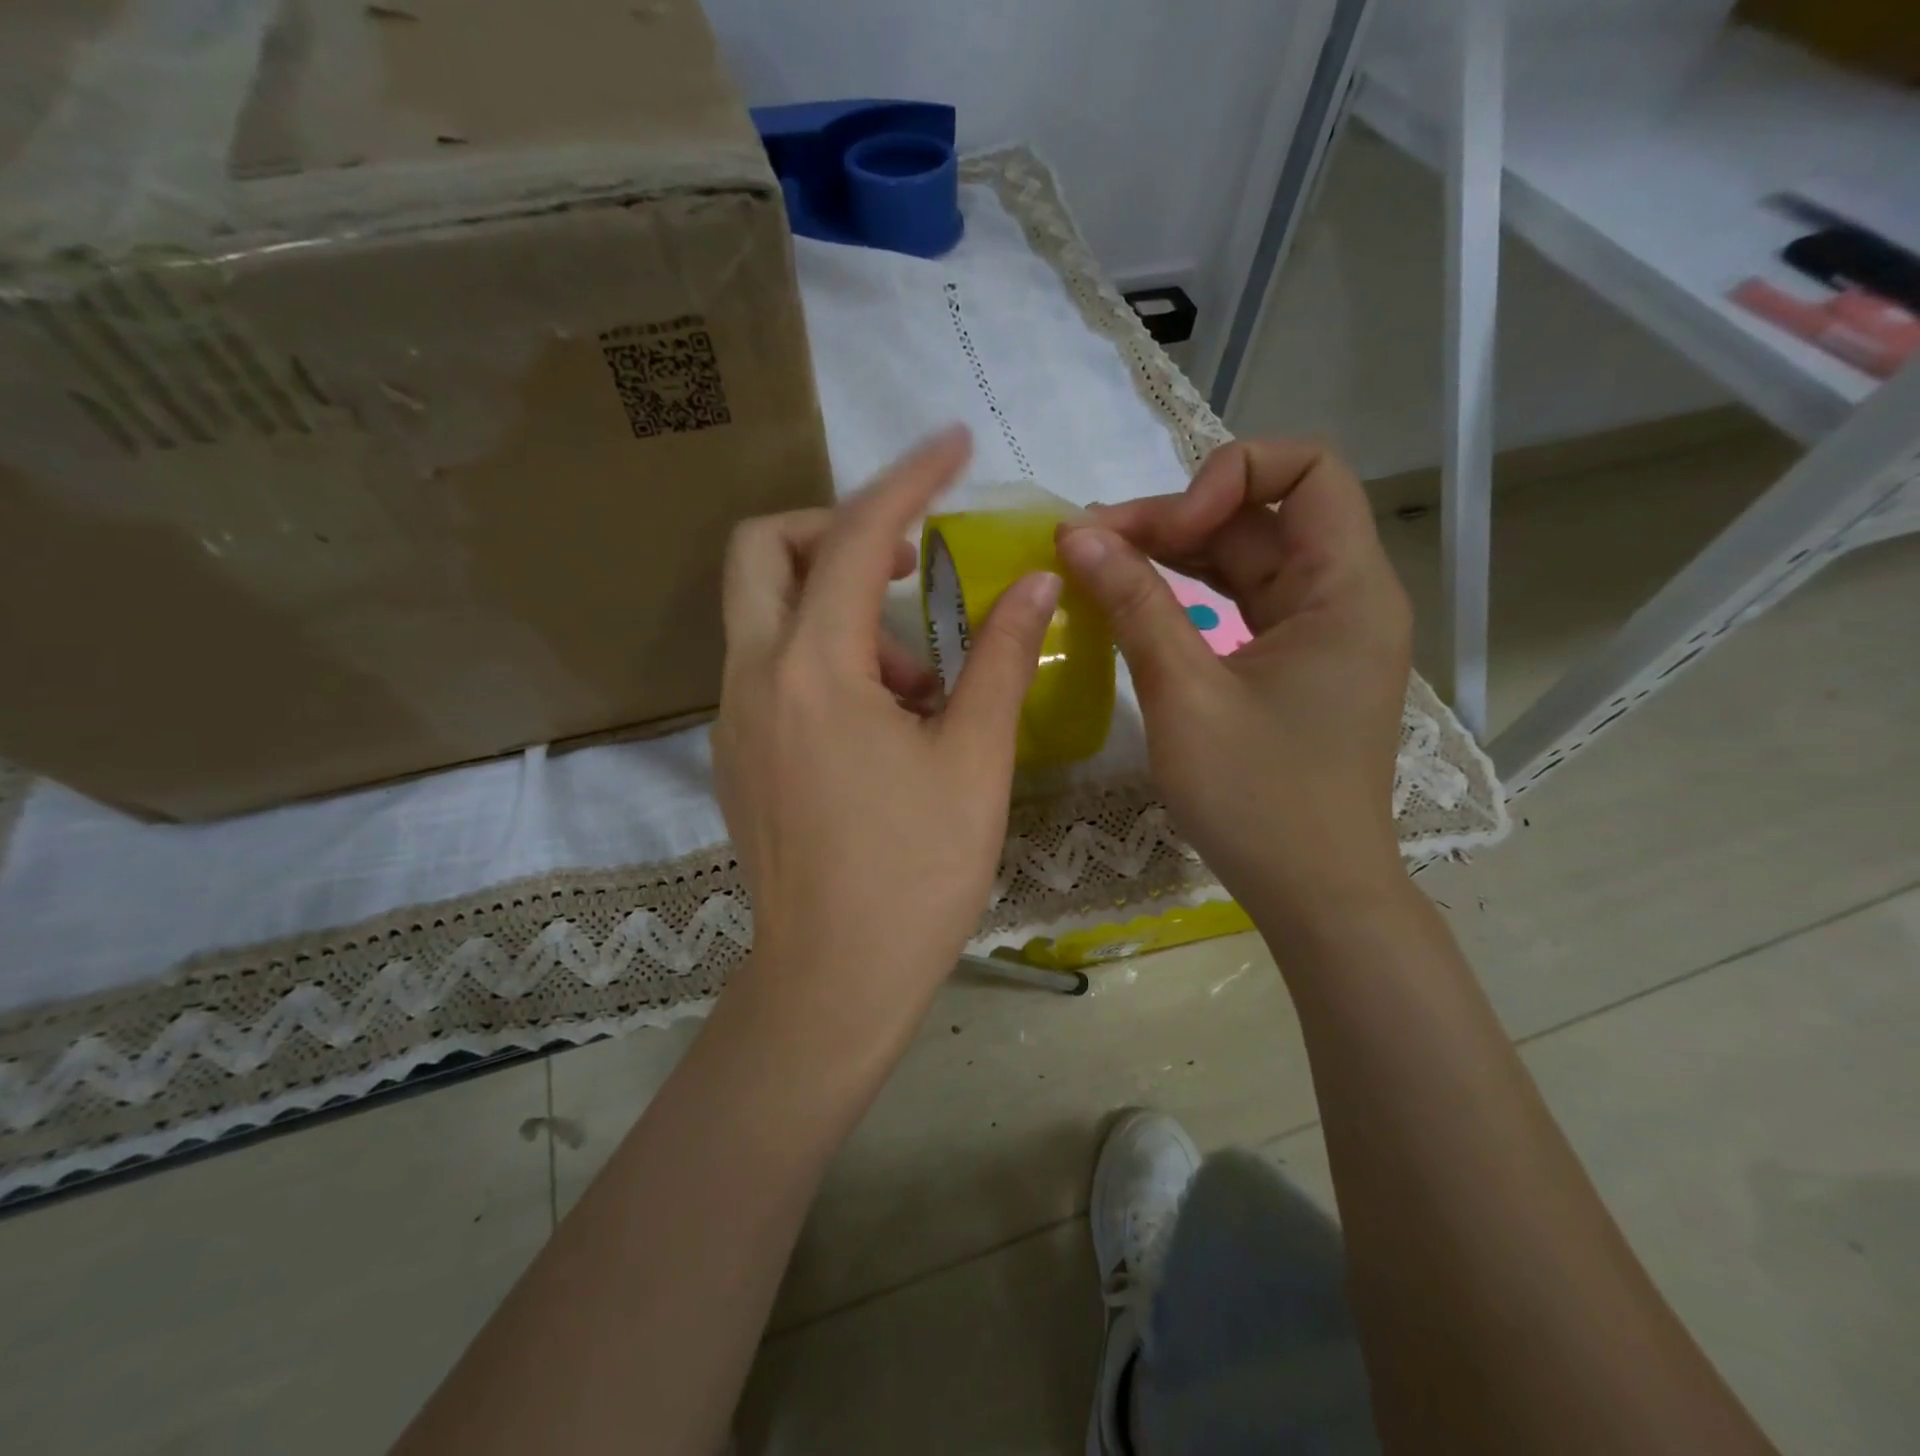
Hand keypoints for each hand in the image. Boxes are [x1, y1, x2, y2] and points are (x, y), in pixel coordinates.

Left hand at [713, 426, 1060, 1058]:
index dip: (909, 479)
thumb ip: (1002, 659)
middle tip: (910, 564)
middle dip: (838, 530)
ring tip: (918, 679)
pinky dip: (823, 655)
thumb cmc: (914, 876)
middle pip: (766, 549)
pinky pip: (770, 666)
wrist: (832, 982)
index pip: (858, 537)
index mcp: (813, 671)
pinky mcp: (736, 751)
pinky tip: (882, 717)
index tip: (952, 444)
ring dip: (840, 606)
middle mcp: (753, 677)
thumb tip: (1035, 583)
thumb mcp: (974, 761)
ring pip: (766, 610)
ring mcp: (733, 716)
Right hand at [1056, 439, 1412, 916]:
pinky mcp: (1293, 663)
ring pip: (1246, 557)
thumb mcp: (1184, 696)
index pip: (1307, 469)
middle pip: (1262, 514)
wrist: (1313, 894)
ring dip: (1173, 553)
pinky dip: (1189, 593)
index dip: (1227, 476)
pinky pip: (1241, 602)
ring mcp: (1319, 631)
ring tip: (1097, 566)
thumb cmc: (1257, 800)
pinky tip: (1135, 600)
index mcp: (1346, 590)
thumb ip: (1134, 605)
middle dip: (1175, 517)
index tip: (1161, 532)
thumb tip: (1075, 533)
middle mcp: (1344, 596)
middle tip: (1089, 545)